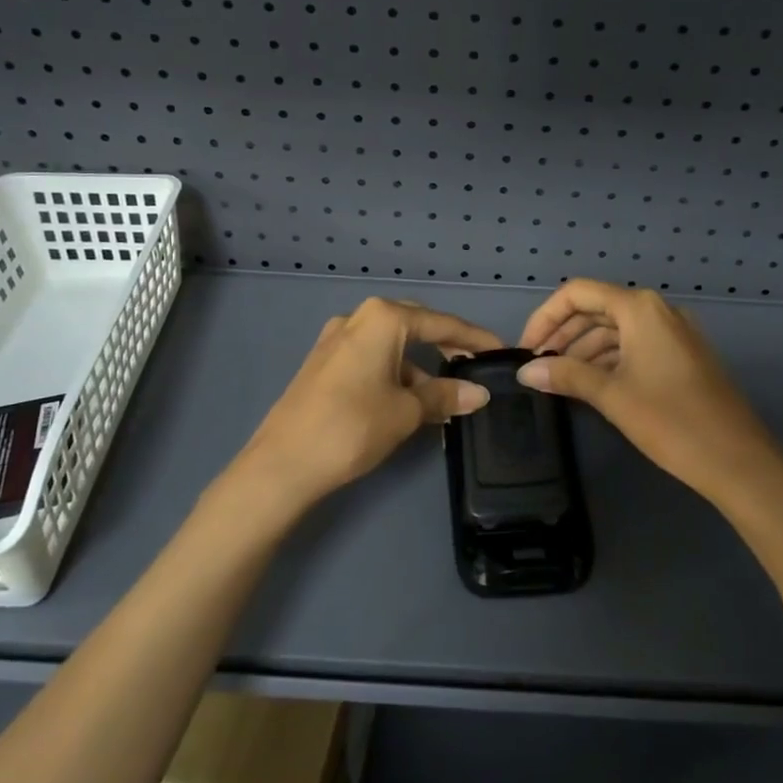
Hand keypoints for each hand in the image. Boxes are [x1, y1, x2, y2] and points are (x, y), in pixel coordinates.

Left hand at [237, 297, 500, 511]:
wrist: (282, 464)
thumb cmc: (352, 427)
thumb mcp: (406, 412)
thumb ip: (445, 396)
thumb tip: (479, 394)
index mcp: (382, 318)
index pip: (441, 323)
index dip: (474, 339)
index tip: (500, 351)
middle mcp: (358, 318)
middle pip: (415, 326)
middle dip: (446, 346)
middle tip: (474, 368)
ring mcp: (336, 339)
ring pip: (391, 345)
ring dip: (419, 367)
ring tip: (443, 399)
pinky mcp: (323, 363)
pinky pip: (371, 358)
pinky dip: (395, 374)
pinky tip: (408, 402)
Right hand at [517, 279, 782, 506]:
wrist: (739, 460)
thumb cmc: (672, 421)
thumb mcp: (612, 396)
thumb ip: (566, 376)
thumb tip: (525, 371)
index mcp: (640, 308)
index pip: (578, 293)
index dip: (546, 316)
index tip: (526, 348)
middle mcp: (658, 310)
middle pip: (597, 308)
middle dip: (563, 334)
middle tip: (537, 366)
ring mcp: (674, 333)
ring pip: (616, 329)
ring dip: (584, 349)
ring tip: (557, 379)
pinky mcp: (682, 356)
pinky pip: (635, 345)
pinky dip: (608, 359)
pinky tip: (590, 384)